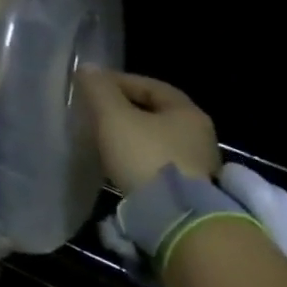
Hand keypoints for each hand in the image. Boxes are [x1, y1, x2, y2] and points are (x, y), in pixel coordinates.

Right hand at [75, 69, 219, 195]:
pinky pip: (158, 164)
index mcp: (187, 112)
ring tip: (103, 139)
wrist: (176, 219)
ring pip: (157, 140)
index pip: (150, 85)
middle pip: (155, 113)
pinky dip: (138, 158)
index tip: (91, 87)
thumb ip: (99, 90)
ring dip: (131, 136)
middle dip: (125, 109)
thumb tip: (87, 68)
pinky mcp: (190, 191)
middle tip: (96, 112)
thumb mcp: (114, 117)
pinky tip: (119, 165)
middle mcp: (199, 135)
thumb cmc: (145, 156)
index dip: (118, 81)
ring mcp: (199, 166)